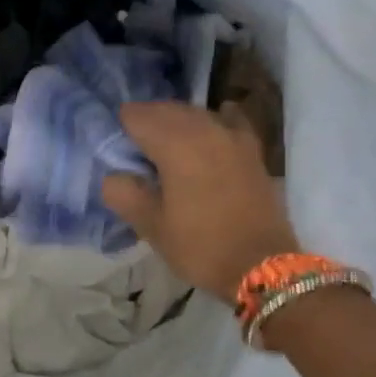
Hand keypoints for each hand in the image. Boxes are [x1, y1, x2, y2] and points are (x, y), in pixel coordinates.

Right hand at [101, 102, 300, 299]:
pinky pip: (227, 120)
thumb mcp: (151, 226)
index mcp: (175, 144)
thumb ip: (123, 193)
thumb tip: (113, 175)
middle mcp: (204, 128)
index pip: (136, 115)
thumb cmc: (200, 246)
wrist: (262, 266)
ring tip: (163, 147)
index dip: (120, 128)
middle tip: (132, 150)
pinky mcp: (251, 149)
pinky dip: (212, 121)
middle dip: (145, 122)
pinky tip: (208, 131)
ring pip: (194, 113)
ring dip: (175, 122)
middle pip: (165, 109)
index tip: (114, 150)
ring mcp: (232, 135)